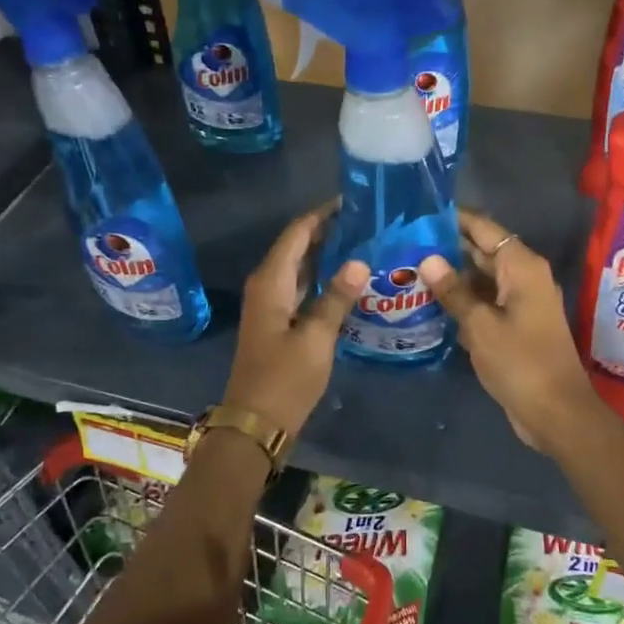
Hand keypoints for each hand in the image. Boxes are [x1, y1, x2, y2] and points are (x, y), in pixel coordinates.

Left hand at [220, 202, 367, 439]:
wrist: (255, 423)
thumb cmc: (285, 379)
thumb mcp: (316, 338)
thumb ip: (337, 297)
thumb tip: (360, 261)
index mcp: (271, 281)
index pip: (298, 232)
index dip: (323, 214)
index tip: (354, 200)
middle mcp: (267, 284)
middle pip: (298, 245)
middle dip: (329, 231)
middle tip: (367, 221)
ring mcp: (271, 304)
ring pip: (300, 266)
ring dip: (327, 254)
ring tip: (364, 243)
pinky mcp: (278, 321)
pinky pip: (301, 287)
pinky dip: (322, 278)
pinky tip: (349, 280)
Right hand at [420, 209, 605, 454]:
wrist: (556, 413)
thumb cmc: (521, 363)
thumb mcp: (480, 326)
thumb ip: (454, 291)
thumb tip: (428, 259)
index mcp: (522, 267)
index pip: (485, 229)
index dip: (455, 219)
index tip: (420, 213)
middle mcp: (523, 277)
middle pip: (482, 251)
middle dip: (446, 247)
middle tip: (404, 242)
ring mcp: (519, 302)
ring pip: (480, 278)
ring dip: (451, 276)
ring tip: (408, 268)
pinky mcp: (514, 325)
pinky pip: (484, 301)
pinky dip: (461, 300)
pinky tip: (428, 302)